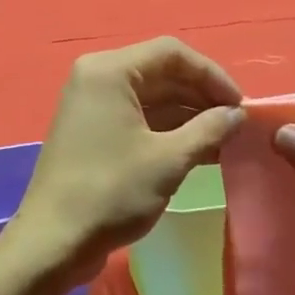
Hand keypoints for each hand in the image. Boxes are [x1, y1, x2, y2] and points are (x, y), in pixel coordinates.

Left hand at [11, 38, 243, 289]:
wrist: (54, 241)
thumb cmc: (111, 192)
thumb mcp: (169, 160)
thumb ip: (209, 129)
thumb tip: (237, 114)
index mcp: (109, 71)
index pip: (172, 53)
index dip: (212, 75)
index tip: (240, 105)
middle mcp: (97, 78)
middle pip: (161, 72)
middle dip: (201, 96)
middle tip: (236, 124)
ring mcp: (92, 106)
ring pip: (151, 98)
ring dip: (188, 116)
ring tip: (225, 141)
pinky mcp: (92, 132)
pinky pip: (137, 118)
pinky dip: (168, 131)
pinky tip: (200, 151)